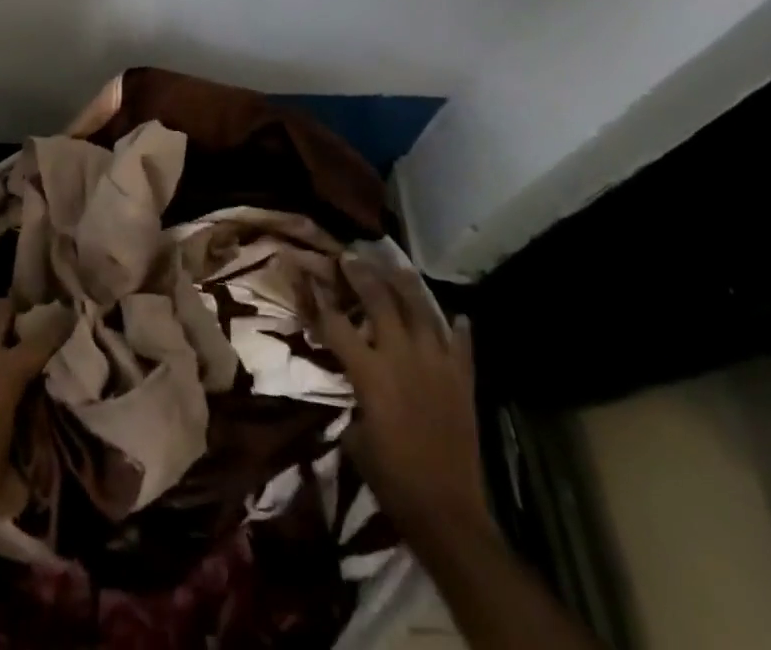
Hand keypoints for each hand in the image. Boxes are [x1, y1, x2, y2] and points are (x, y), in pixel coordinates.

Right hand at [308, 256, 493, 556]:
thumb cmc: (391, 479)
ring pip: (422, 311)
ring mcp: (437, 366)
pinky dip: (459, 330)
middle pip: (379, 302)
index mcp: (370, 372)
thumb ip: (354, 398)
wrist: (447, 513)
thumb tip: (355, 384)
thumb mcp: (355, 437)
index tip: (307, 273)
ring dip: (407, 287)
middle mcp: (402, 357)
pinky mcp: (463, 382)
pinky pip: (462, 346)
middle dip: (362, 275)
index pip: (336, 324)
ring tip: (397, 267)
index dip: (317, 298)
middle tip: (351, 257)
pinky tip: (458, 317)